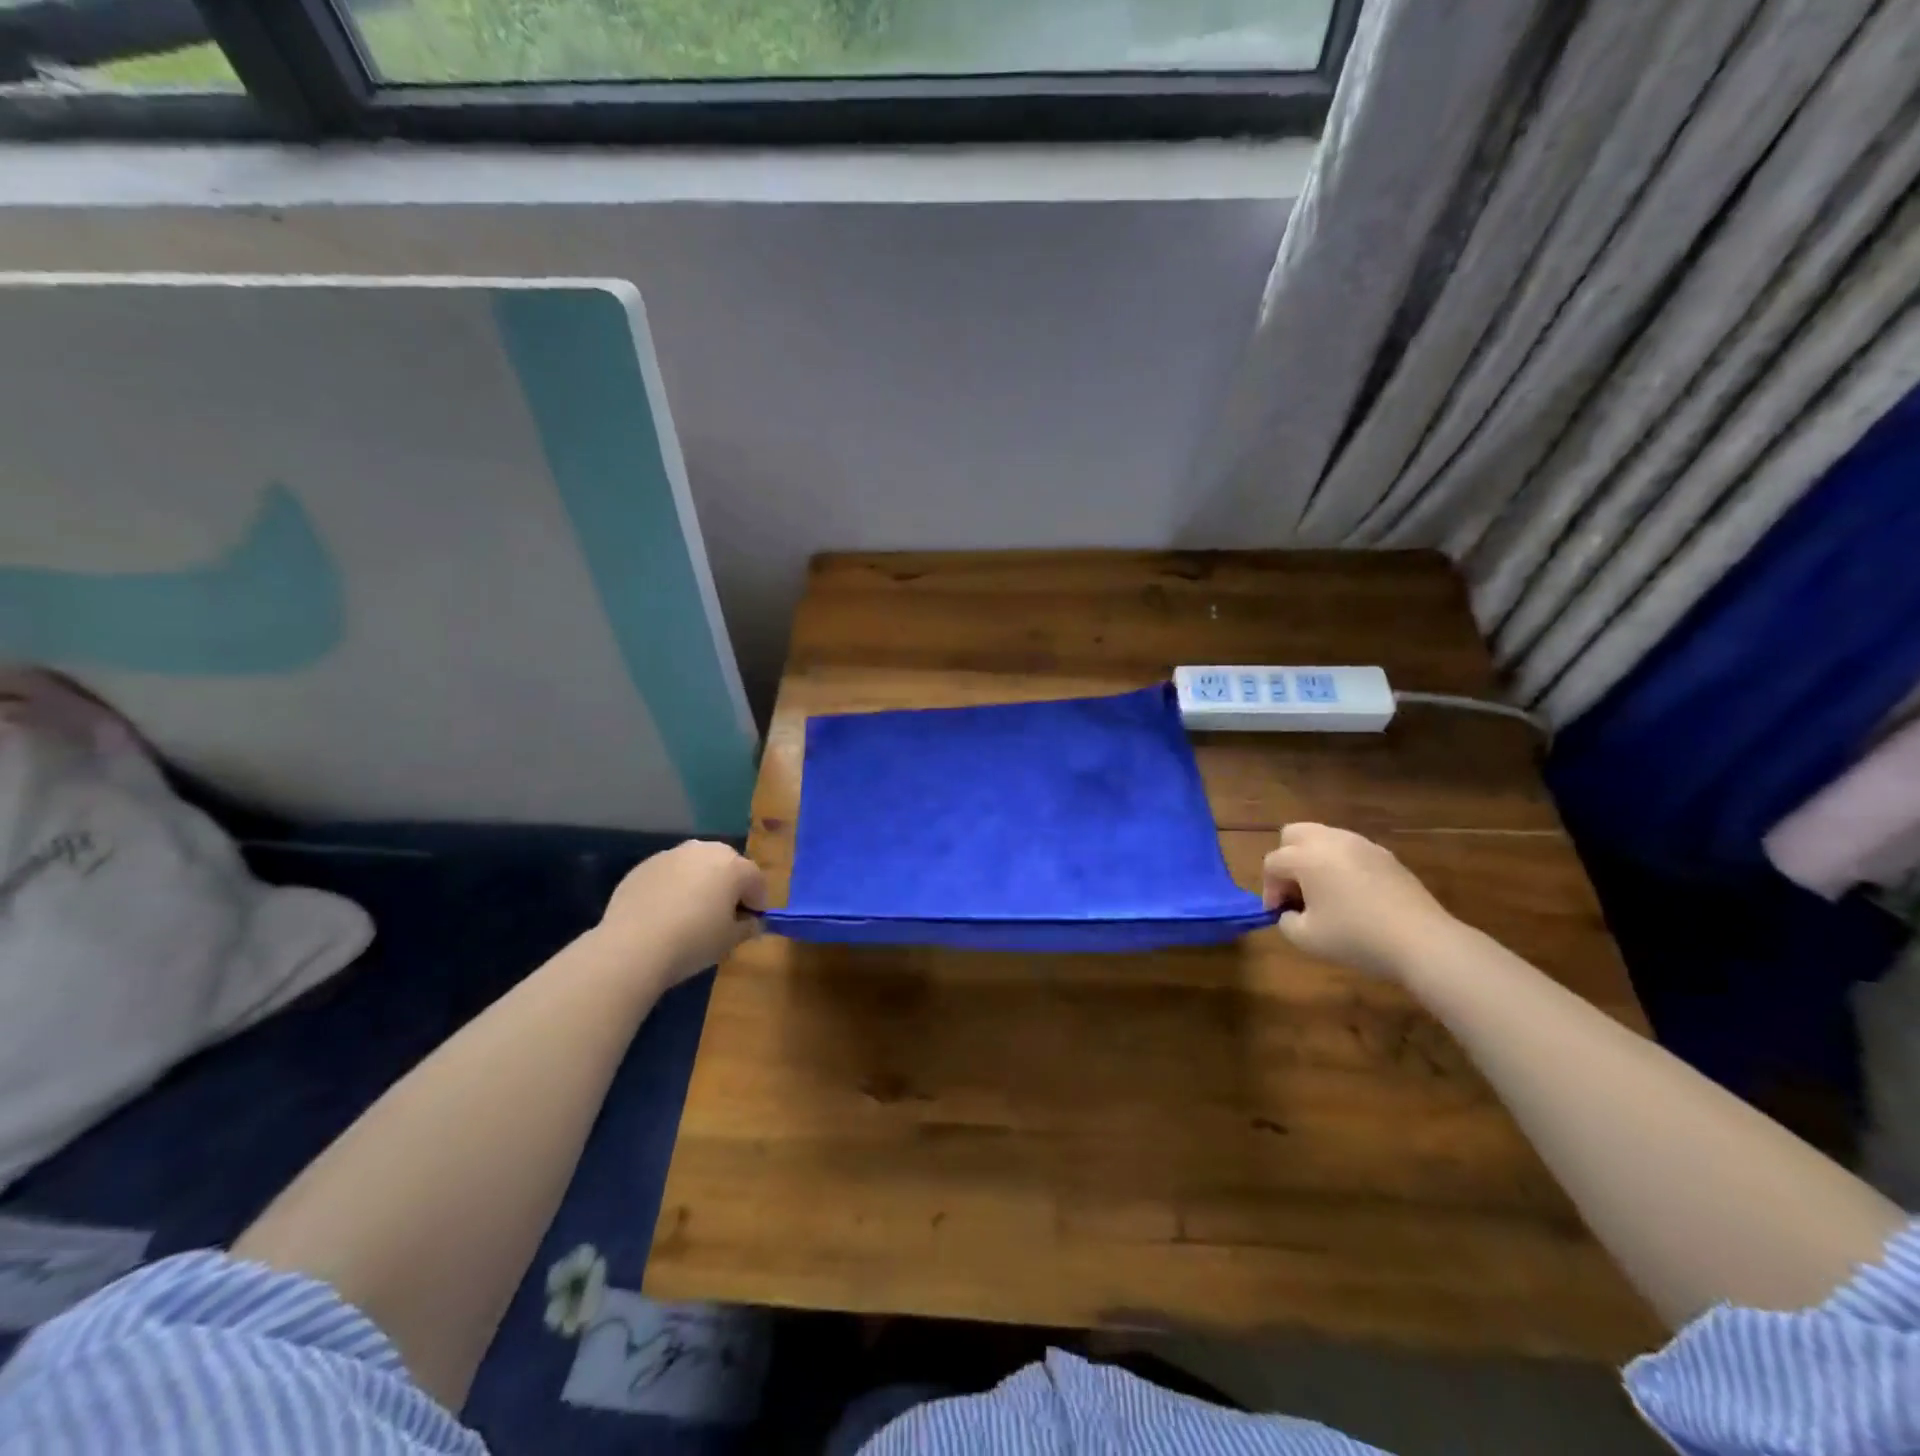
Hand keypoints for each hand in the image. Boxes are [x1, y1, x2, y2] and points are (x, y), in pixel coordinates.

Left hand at [598, 841, 766, 987]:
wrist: (633, 946)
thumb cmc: (693, 941)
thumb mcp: (730, 941)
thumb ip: (747, 927)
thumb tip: (750, 922)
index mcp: (733, 866)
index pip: (755, 880)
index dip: (757, 902)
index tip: (750, 922)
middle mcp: (705, 851)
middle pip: (726, 865)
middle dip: (729, 886)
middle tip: (722, 914)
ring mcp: (671, 855)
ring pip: (695, 866)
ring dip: (699, 883)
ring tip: (690, 912)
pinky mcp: (644, 866)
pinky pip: (669, 874)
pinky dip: (672, 887)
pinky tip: (663, 913)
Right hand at [1261, 823, 1452, 979]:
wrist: (1422, 941)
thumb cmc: (1357, 937)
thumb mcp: (1306, 939)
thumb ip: (1286, 921)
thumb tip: (1291, 912)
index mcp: (1307, 857)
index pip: (1273, 863)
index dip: (1269, 889)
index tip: (1278, 913)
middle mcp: (1331, 841)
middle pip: (1293, 834)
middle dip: (1287, 860)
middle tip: (1295, 891)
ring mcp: (1362, 845)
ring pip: (1324, 838)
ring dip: (1314, 860)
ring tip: (1323, 893)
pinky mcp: (1386, 856)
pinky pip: (1351, 851)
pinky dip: (1341, 865)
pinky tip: (1353, 895)